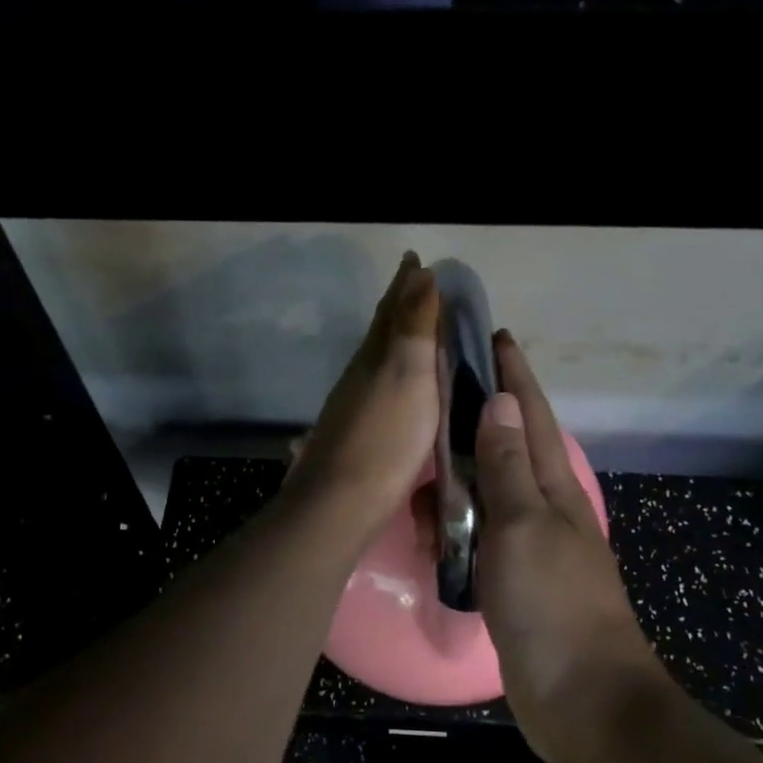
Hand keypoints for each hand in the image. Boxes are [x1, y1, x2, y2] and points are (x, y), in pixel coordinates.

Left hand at [283, 253, 439, 546]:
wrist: (342, 502)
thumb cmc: (386, 438)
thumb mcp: (408, 376)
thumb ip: (414, 327)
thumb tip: (420, 274)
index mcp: (374, 356)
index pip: (392, 309)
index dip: (405, 284)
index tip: (415, 260)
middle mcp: (360, 375)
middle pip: (380, 331)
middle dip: (399, 306)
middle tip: (416, 287)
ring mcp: (355, 405)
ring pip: (378, 359)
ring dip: (395, 340)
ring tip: (414, 332)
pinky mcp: (358, 434)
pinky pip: (380, 388)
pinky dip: (394, 375)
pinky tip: (398, 389)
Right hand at [473, 332, 666, 762]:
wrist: (585, 704)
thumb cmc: (554, 608)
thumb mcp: (524, 529)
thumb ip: (509, 469)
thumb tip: (503, 402)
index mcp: (554, 491)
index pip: (532, 418)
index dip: (514, 376)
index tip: (493, 336)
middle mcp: (544, 511)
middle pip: (511, 448)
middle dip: (481, 415)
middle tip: (438, 393)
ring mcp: (530, 548)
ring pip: (490, 493)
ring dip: (461, 473)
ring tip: (424, 460)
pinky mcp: (514, 582)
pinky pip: (479, 536)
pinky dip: (456, 521)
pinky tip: (434, 522)